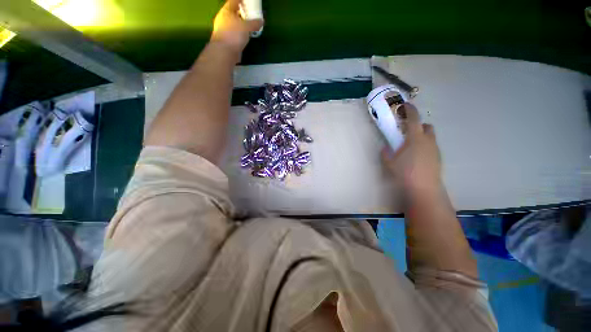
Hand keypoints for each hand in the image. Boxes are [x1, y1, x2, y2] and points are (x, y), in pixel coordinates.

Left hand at [211, 0, 263, 56]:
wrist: (224, 52)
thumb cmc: (234, 35)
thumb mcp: (246, 27)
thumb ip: (254, 23)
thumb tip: (262, 21)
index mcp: (226, 11)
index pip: (234, 1)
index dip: (241, 0)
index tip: (248, 2)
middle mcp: (223, 19)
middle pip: (233, 12)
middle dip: (241, 12)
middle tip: (250, 14)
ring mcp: (223, 30)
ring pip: (234, 24)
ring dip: (241, 24)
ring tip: (249, 25)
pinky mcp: (226, 40)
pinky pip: (235, 33)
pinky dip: (240, 33)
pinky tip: (245, 36)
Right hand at [381, 103, 442, 198]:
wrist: (424, 187)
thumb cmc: (405, 172)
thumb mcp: (389, 162)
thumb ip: (386, 153)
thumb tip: (385, 148)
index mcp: (415, 138)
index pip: (413, 119)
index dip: (410, 110)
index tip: (405, 105)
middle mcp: (428, 140)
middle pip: (427, 126)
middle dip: (418, 125)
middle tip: (408, 132)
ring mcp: (435, 149)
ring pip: (431, 136)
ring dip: (422, 136)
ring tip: (412, 146)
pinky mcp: (438, 157)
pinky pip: (432, 146)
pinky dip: (426, 145)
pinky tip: (418, 156)